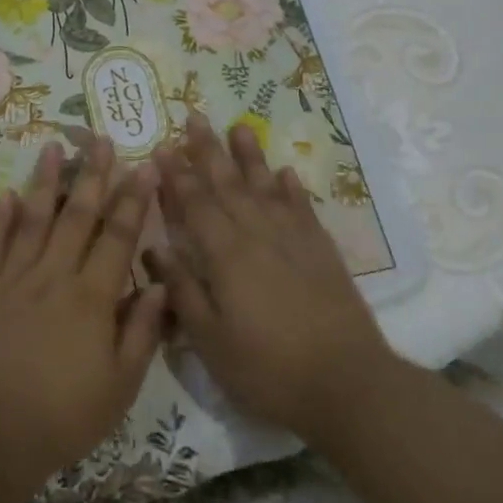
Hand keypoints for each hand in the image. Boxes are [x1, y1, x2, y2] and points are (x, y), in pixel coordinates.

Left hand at [0, 138, 167, 502]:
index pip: (118, 237)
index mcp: (91, 298)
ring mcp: (11, 279)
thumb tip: (159, 284)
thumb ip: (142, 332)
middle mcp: (52, 276)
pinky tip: (6, 194)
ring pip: (31, 219)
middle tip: (101, 139)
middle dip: (92, 175)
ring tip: (53, 147)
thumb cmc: (60, 417)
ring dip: (45, 182)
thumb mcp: (119, 387)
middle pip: (76, 216)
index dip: (134, 200)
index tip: (145, 167)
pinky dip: (0, 218)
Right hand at [150, 114, 397, 446]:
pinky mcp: (323, 252)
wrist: (348, 385)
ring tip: (240, 126)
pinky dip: (291, 189)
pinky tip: (285, 173)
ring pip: (266, 187)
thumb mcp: (210, 340)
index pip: (195, 204)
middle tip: (194, 117)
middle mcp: (258, 235)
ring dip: (250, 157)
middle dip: (208, 151)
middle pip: (228, 184)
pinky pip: (302, 209)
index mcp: (226, 254)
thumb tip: (154, 247)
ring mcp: (294, 240)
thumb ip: (182, 290)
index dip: (176, 175)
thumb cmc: (267, 368)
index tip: (161, 147)